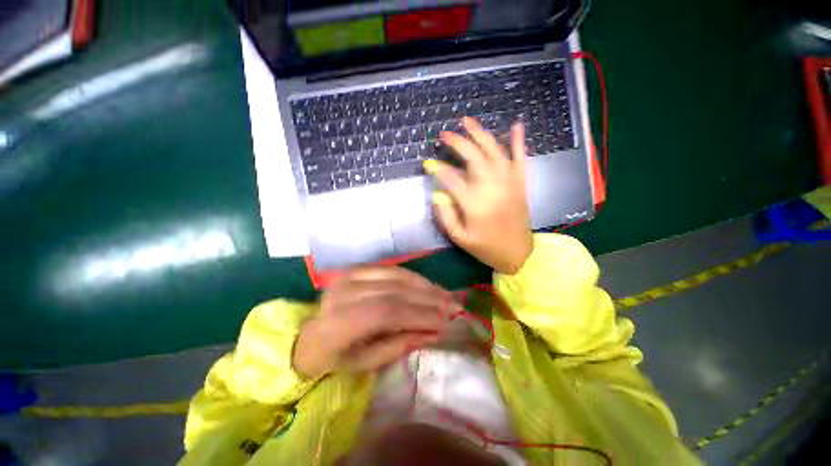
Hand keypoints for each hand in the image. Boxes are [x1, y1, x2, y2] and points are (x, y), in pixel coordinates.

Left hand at [292, 267, 458, 378]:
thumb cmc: (336, 356)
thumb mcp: (365, 363)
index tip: (446, 321)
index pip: (387, 312)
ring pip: (396, 276)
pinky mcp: (357, 268)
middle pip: (394, 291)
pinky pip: (391, 269)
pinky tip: (428, 285)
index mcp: (338, 322)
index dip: (419, 315)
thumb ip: (399, 345)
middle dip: (428, 299)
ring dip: (425, 285)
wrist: (308, 335)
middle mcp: (343, 292)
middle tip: (454, 306)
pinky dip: (413, 277)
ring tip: (446, 295)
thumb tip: (434, 332)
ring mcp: (349, 276)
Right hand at [424, 117, 533, 274]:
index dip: (438, 169)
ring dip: (481, 134)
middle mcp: (492, 188)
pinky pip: (521, 158)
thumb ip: (445, 215)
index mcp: (475, 204)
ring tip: (467, 121)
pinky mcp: (521, 183)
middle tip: (444, 134)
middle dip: (458, 143)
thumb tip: (437, 193)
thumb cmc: (486, 247)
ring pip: (495, 152)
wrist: (518, 253)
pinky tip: (516, 124)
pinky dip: (519, 141)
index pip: (452, 179)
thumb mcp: (459, 237)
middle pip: (474, 158)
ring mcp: (509, 183)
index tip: (428, 163)